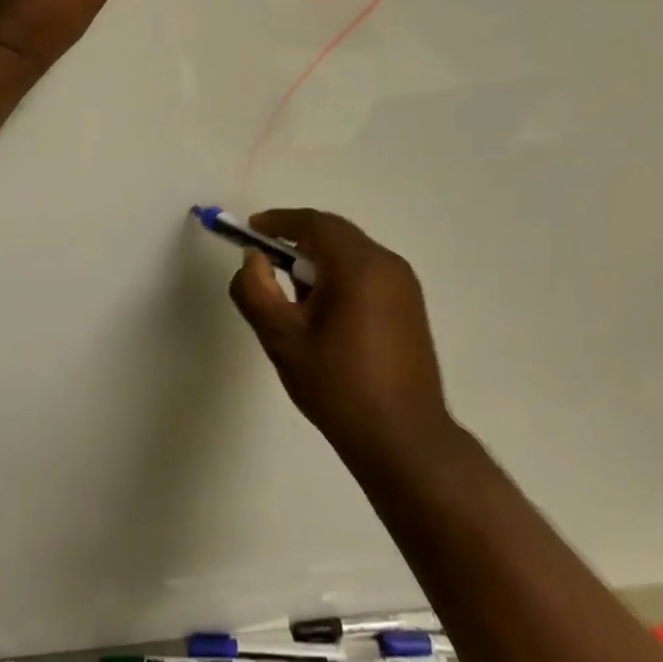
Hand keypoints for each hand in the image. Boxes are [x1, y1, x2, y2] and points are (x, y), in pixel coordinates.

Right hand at [228, 209, 457, 472]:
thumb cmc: (338, 387)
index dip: (279, 221)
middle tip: (266, 263)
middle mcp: (387, 264)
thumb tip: (252, 259)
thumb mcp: (282, 340)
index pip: (314, 223)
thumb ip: (256, 291)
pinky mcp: (411, 306)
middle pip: (335, 234)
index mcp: (358, 265)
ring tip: (293, 297)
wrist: (404, 440)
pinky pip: (368, 272)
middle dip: (298, 241)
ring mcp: (405, 284)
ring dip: (319, 261)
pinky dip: (340, 276)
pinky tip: (325, 314)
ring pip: (352, 253)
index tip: (252, 230)